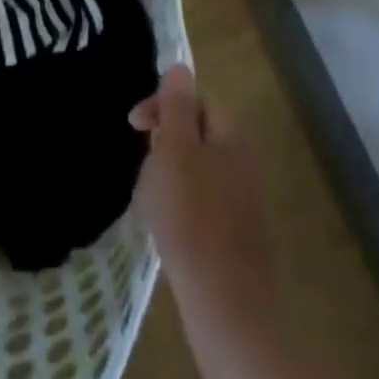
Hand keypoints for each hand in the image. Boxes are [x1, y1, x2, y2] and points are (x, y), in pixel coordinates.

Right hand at [130, 64, 276, 334]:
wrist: (229, 311)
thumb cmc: (193, 220)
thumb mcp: (175, 151)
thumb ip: (177, 106)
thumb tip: (180, 67)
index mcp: (231, 136)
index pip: (196, 98)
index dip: (163, 103)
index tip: (133, 125)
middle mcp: (244, 161)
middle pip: (197, 133)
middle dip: (163, 142)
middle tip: (142, 166)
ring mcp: (244, 201)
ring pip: (197, 170)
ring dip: (169, 176)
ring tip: (149, 202)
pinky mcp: (238, 237)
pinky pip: (203, 204)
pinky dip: (181, 208)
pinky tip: (167, 230)